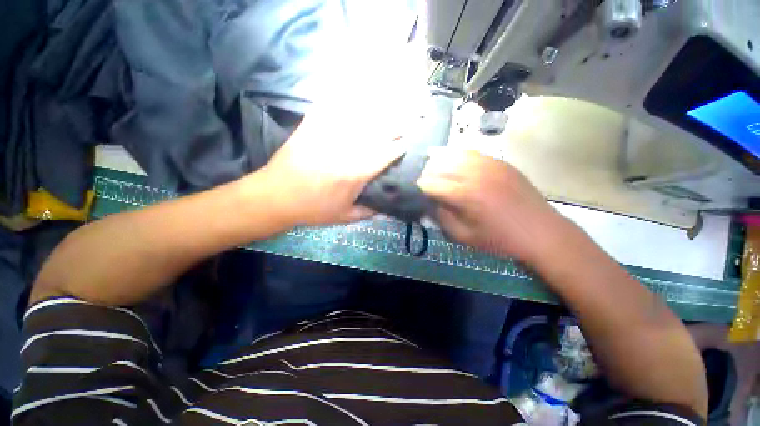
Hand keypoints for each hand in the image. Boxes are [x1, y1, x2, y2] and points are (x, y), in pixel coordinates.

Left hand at [258, 108, 406, 226]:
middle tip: (410, 117)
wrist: (275, 197)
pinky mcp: (312, 126)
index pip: (386, 154)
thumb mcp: (343, 217)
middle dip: (397, 123)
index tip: (408, 144)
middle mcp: (347, 150)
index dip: (399, 148)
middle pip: (378, 130)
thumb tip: (385, 208)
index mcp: (356, 173)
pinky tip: (354, 92)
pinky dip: (344, 97)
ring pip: (359, 115)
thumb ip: (368, 212)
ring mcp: (328, 135)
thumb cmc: (312, 210)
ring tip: (391, 102)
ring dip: (378, 108)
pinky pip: (331, 105)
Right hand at [417, 148, 567, 264]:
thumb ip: (442, 218)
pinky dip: (457, 154)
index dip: (419, 187)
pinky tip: (453, 159)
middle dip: (427, 172)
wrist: (540, 232)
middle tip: (423, 180)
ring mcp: (489, 164)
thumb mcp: (464, 236)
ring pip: (455, 154)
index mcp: (465, 195)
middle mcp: (474, 174)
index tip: (414, 191)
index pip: (431, 184)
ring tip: (431, 163)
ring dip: (439, 159)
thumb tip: (428, 204)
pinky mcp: (499, 162)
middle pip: (440, 165)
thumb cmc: (499, 239)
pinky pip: (472, 153)